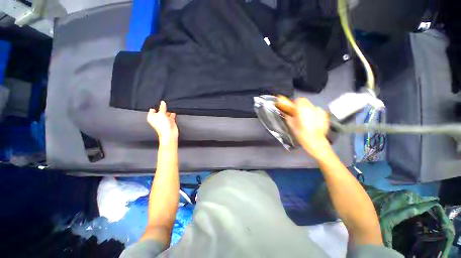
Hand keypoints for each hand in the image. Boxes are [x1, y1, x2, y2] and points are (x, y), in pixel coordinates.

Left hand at [147, 101, 178, 143]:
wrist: (170, 134)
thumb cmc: (162, 125)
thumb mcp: (161, 114)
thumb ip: (162, 107)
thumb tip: (162, 102)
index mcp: (152, 117)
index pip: (152, 110)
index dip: (156, 107)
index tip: (159, 103)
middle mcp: (157, 119)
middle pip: (160, 111)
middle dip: (163, 109)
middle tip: (166, 105)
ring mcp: (164, 120)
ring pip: (166, 114)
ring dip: (168, 111)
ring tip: (171, 107)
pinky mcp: (170, 122)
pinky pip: (171, 116)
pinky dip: (172, 114)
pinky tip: (174, 112)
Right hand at [284, 98, 331, 158]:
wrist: (316, 142)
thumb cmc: (302, 134)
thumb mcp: (292, 126)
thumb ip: (288, 117)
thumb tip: (286, 113)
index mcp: (303, 110)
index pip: (299, 100)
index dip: (294, 103)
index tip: (291, 108)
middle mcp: (312, 108)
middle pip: (305, 101)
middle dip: (300, 105)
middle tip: (297, 113)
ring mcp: (320, 111)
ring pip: (311, 106)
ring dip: (306, 109)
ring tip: (304, 117)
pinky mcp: (324, 115)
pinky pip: (317, 110)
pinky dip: (313, 113)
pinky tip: (312, 120)